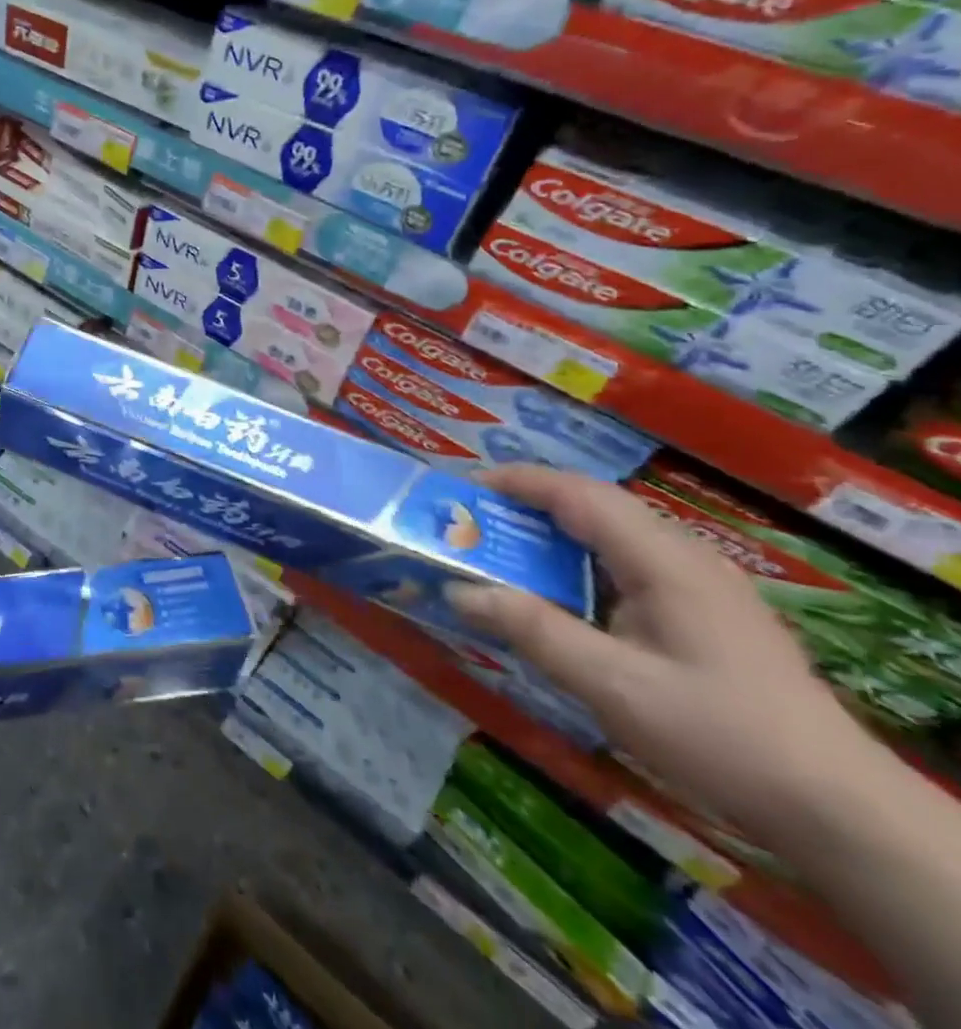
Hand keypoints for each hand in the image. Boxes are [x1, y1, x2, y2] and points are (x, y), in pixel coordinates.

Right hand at [451, 465, 875, 836]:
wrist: (836, 809)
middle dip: (526, 504)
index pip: (578, 494)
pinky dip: (580, 562)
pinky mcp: (706, 612)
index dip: (516, 482)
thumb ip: (532, 630)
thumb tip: (457, 589)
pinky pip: (628, 563)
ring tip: (502, 552)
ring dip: (553, 533)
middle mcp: (684, 557)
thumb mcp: (611, 685)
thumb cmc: (718, 735)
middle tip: (470, 524)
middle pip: (594, 505)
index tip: (460, 491)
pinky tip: (561, 595)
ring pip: (613, 533)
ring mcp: (701, 584)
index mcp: (663, 560)